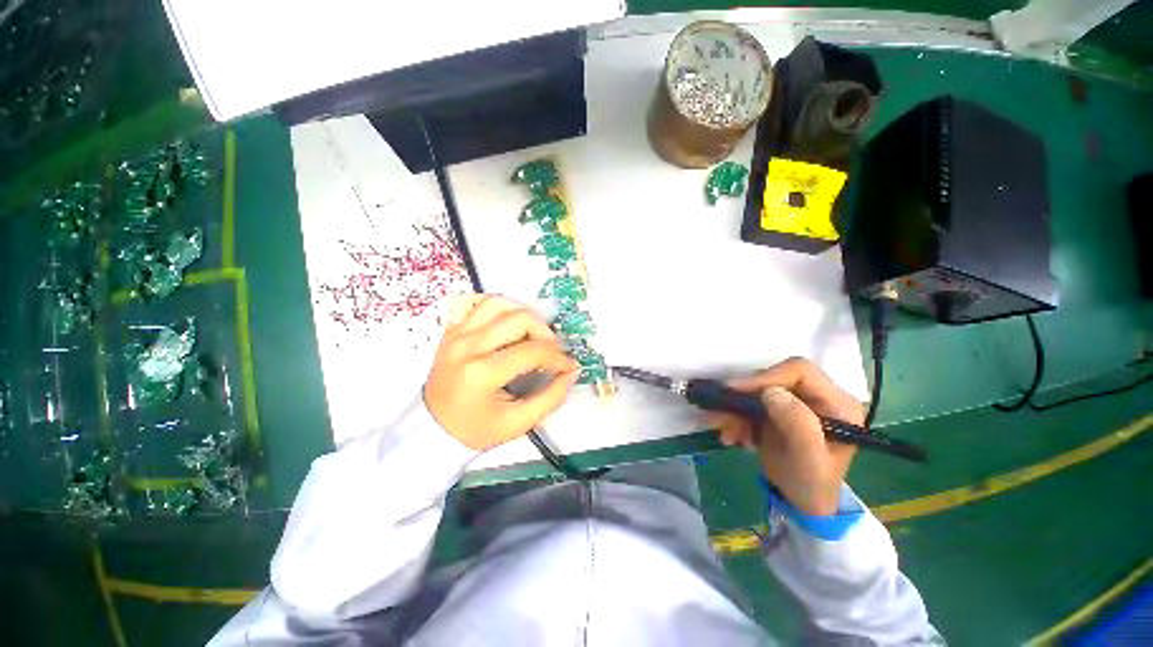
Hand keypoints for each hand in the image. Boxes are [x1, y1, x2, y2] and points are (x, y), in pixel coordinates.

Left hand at [424, 295, 579, 451]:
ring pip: (499, 303)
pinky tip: (507, 321)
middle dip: (545, 333)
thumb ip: (551, 397)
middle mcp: (468, 346)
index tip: (568, 365)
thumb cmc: (474, 429)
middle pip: (519, 318)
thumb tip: (572, 371)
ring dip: (523, 314)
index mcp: (482, 373)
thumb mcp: (517, 423)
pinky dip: (497, 306)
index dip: (558, 357)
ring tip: (531, 334)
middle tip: (550, 351)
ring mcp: (457, 334)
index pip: (533, 351)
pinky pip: (476, 302)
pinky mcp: (452, 329)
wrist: (431, 428)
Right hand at [710, 358, 863, 515]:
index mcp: (837, 404)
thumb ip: (798, 424)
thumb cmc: (812, 484)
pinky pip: (751, 403)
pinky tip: (732, 436)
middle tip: (722, 411)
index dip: (768, 377)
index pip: (800, 372)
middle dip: (745, 396)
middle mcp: (818, 396)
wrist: (802, 503)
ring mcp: (796, 402)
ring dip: (737, 410)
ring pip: (758, 391)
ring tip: (726, 432)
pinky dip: (737, 417)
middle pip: (775, 379)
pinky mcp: (778, 409)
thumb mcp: (809, 460)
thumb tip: (771, 392)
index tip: (737, 390)